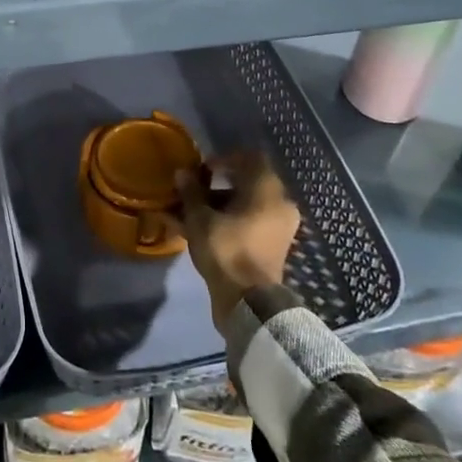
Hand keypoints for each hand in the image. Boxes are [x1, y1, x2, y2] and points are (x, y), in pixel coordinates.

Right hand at [174, 151, 300, 332]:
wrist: (248, 303)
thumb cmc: (226, 249)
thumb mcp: (200, 218)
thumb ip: (191, 192)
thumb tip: (182, 173)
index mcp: (268, 190)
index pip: (250, 159)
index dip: (224, 159)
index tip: (202, 169)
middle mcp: (279, 205)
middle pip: (245, 184)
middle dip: (215, 186)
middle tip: (191, 191)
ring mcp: (277, 229)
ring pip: (243, 207)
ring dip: (216, 207)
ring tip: (185, 214)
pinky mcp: (270, 249)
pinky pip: (246, 226)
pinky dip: (224, 224)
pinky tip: (194, 230)